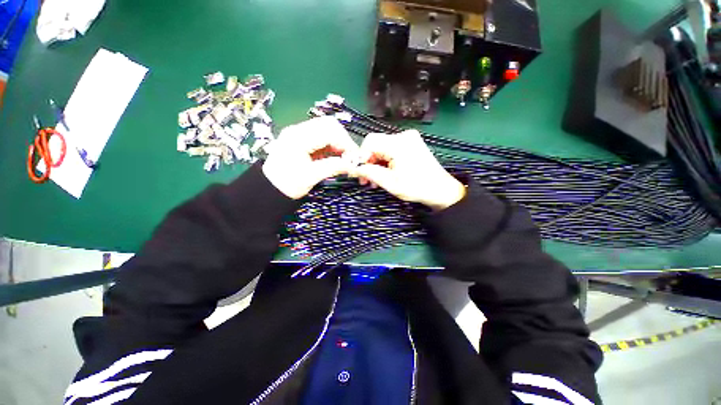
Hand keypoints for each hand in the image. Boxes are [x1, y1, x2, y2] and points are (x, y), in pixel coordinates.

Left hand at [263, 116, 359, 198]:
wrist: (270, 188)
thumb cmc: (287, 185)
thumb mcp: (311, 177)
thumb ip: (333, 167)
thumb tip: (353, 165)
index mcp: (298, 138)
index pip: (329, 130)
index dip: (345, 142)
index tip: (354, 157)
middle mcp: (298, 130)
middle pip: (329, 124)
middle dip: (343, 139)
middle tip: (349, 156)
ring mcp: (300, 133)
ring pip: (327, 129)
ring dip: (338, 142)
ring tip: (343, 157)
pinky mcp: (302, 139)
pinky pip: (322, 136)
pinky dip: (332, 145)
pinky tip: (335, 156)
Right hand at [353, 130, 465, 209]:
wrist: (440, 189)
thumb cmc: (416, 187)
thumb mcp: (390, 183)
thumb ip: (370, 173)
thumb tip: (354, 168)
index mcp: (399, 144)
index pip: (370, 142)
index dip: (361, 156)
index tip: (358, 172)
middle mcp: (404, 136)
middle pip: (376, 144)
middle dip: (368, 161)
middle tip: (364, 179)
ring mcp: (409, 138)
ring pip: (382, 147)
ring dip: (376, 162)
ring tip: (374, 180)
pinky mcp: (411, 143)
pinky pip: (391, 149)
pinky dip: (385, 160)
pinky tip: (384, 173)